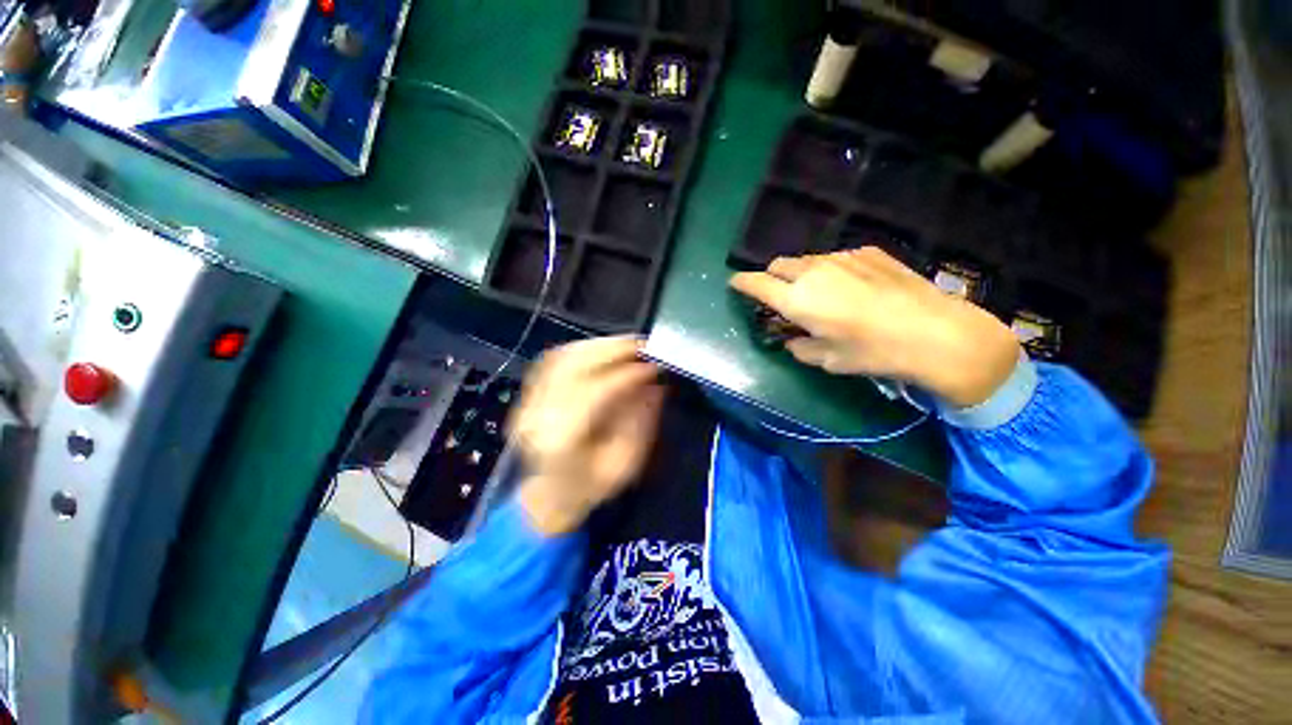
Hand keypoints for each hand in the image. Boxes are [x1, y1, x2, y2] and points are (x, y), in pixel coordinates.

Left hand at [509, 337, 664, 535]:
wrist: (550, 495)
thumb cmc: (591, 486)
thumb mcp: (626, 463)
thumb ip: (642, 422)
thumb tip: (656, 384)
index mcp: (561, 441)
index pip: (595, 393)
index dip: (627, 374)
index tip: (654, 365)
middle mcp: (538, 416)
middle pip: (574, 367)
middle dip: (614, 350)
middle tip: (645, 345)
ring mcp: (529, 401)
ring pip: (564, 357)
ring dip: (600, 345)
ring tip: (630, 345)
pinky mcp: (530, 393)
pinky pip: (556, 359)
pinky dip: (584, 349)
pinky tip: (605, 349)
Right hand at [729, 248, 1020, 407]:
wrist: (936, 332)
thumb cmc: (873, 352)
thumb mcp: (827, 360)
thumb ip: (799, 347)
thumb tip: (792, 340)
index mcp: (797, 300)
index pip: (756, 284)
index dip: (742, 283)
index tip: (735, 284)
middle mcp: (813, 272)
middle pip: (778, 265)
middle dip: (772, 278)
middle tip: (783, 297)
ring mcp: (841, 257)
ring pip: (806, 261)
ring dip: (802, 275)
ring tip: (823, 295)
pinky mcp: (867, 251)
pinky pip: (836, 259)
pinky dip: (832, 271)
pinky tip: (854, 288)